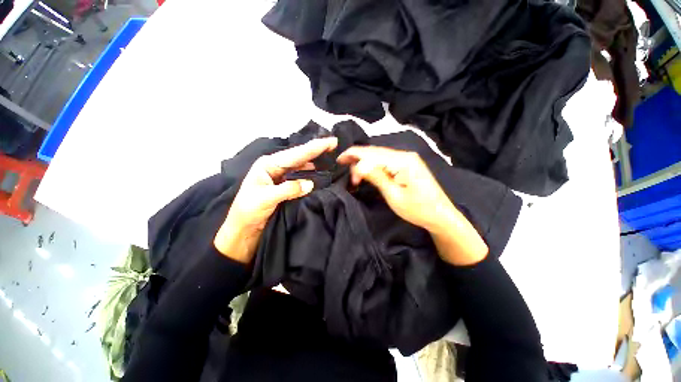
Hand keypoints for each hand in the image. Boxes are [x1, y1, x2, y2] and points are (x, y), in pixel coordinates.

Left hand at [215, 137, 337, 262]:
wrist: (242, 230)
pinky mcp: (285, 187)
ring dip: (315, 160)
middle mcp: (276, 167)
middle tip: (334, 143)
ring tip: (330, 155)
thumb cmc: (248, 212)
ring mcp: (281, 177)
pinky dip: (311, 174)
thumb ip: (289, 189)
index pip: (296, 154)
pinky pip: (301, 177)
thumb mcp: (266, 198)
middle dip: (317, 150)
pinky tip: (319, 172)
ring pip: (301, 166)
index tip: (331, 141)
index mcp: (269, 165)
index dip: (314, 148)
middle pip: (300, 156)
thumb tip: (310, 184)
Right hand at [337, 146, 487, 264]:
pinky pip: (386, 160)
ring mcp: (407, 159)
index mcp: (402, 161)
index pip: (372, 154)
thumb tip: (358, 165)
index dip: (355, 157)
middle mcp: (405, 155)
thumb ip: (376, 177)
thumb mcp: (394, 195)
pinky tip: (366, 168)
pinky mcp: (408, 164)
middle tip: (342, 163)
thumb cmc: (418, 209)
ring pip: (380, 155)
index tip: (342, 166)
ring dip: (364, 161)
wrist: (441, 215)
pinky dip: (373, 164)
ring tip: (351, 167)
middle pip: (375, 151)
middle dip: (357, 157)